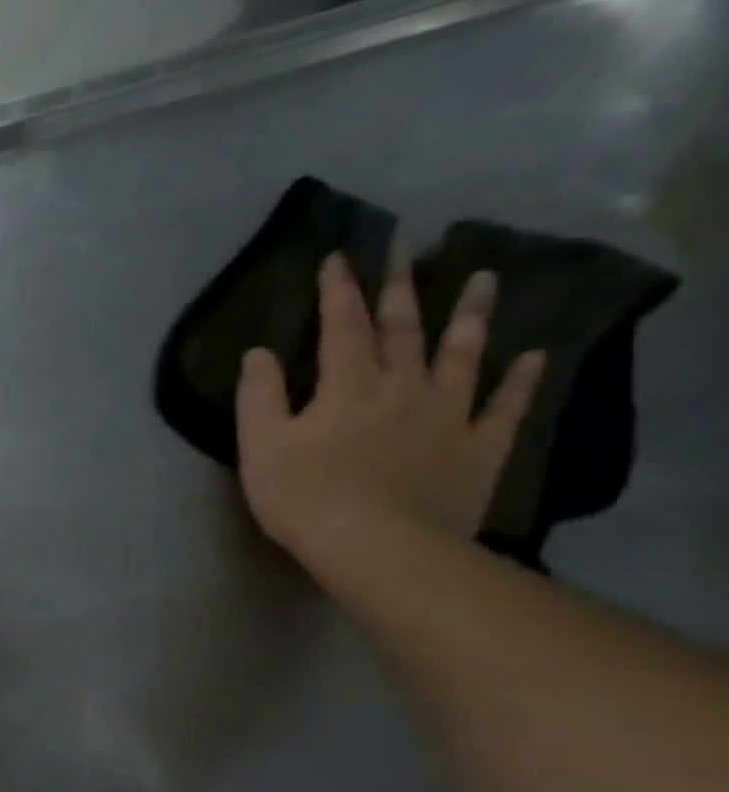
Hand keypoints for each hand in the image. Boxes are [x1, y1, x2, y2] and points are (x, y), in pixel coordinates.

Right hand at [236, 246, 545, 575]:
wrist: (376, 545)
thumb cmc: (304, 496)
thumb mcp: (261, 446)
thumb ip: (259, 396)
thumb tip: (258, 353)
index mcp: (347, 387)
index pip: (342, 326)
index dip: (338, 291)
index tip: (339, 256)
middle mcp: (402, 387)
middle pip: (403, 328)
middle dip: (401, 286)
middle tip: (408, 245)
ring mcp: (448, 415)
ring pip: (462, 355)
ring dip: (472, 316)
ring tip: (485, 280)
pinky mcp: (478, 448)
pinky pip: (505, 408)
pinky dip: (520, 381)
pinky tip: (533, 357)